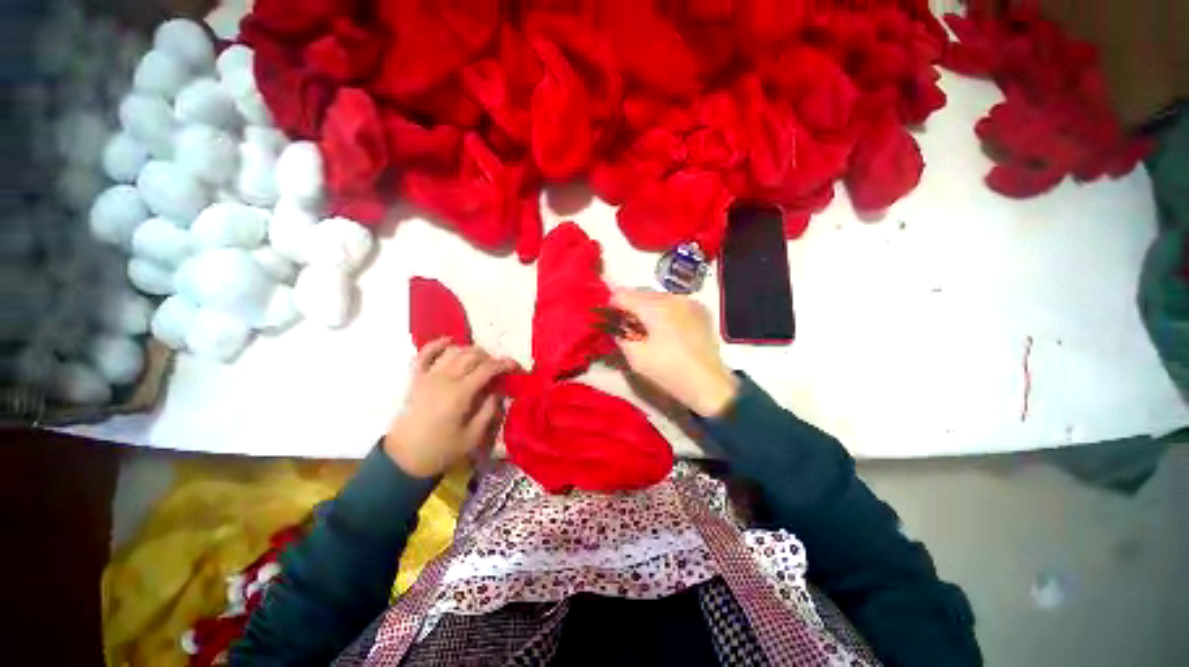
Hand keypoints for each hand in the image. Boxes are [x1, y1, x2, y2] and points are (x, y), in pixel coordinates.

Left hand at [384, 339, 517, 477]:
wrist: (403, 460)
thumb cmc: (440, 451)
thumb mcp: (473, 437)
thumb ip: (489, 411)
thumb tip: (498, 391)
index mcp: (459, 394)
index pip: (487, 369)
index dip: (504, 364)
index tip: (515, 366)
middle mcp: (444, 380)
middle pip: (471, 356)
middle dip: (489, 357)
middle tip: (497, 368)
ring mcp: (427, 377)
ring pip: (452, 351)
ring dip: (469, 351)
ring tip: (479, 360)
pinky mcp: (415, 379)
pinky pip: (423, 354)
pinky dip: (436, 344)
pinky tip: (449, 341)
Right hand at [609, 289, 738, 417]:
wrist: (709, 383)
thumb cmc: (669, 371)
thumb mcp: (636, 357)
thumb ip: (621, 336)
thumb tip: (617, 326)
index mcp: (655, 307)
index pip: (622, 295)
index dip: (612, 307)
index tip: (612, 322)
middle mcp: (672, 297)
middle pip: (640, 293)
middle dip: (630, 307)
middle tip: (629, 329)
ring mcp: (689, 301)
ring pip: (658, 296)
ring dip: (648, 308)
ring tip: (648, 329)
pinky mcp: (700, 309)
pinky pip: (674, 303)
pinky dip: (665, 311)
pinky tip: (667, 329)